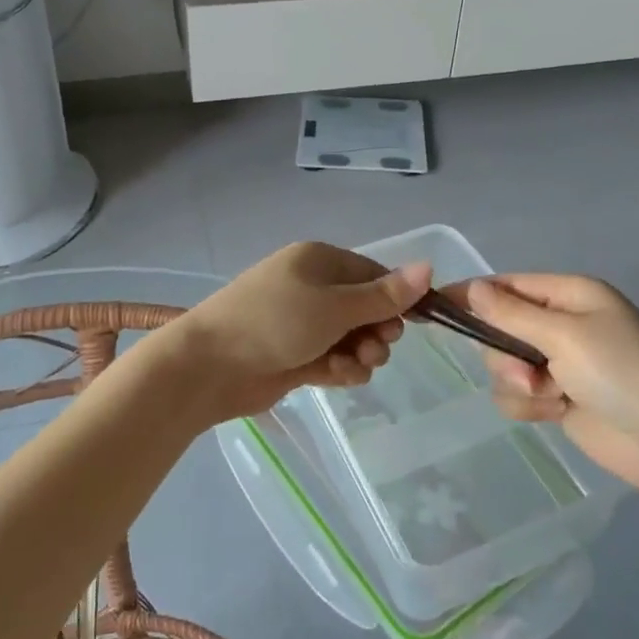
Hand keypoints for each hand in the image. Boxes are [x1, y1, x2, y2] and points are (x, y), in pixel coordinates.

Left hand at [156, 242, 432, 424]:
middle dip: (377, 331)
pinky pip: (333, 359)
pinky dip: (341, 368)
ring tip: (354, 366)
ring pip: (352, 337)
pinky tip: (338, 377)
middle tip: (376, 348)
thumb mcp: (335, 306)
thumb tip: (429, 267)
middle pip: (366, 308)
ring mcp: (302, 323)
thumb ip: (384, 295)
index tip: (412, 324)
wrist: (209, 366)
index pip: (374, 274)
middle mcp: (312, 288)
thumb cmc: (275, 322)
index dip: (396, 298)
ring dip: (361, 354)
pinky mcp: (295, 356)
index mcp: (320, 261)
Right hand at [458, 274, 638, 496]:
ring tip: (549, 397)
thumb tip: (472, 287)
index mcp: (572, 295)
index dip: (473, 294)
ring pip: (505, 365)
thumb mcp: (565, 335)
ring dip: (518, 384)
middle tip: (528, 372)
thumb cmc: (622, 373)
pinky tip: (555, 413)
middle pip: (501, 328)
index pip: (509, 285)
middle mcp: (564, 324)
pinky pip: (519, 394)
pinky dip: (530, 405)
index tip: (435, 305)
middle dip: (505, 354)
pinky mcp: (560, 398)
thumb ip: (511, 314)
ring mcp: (562, 363)